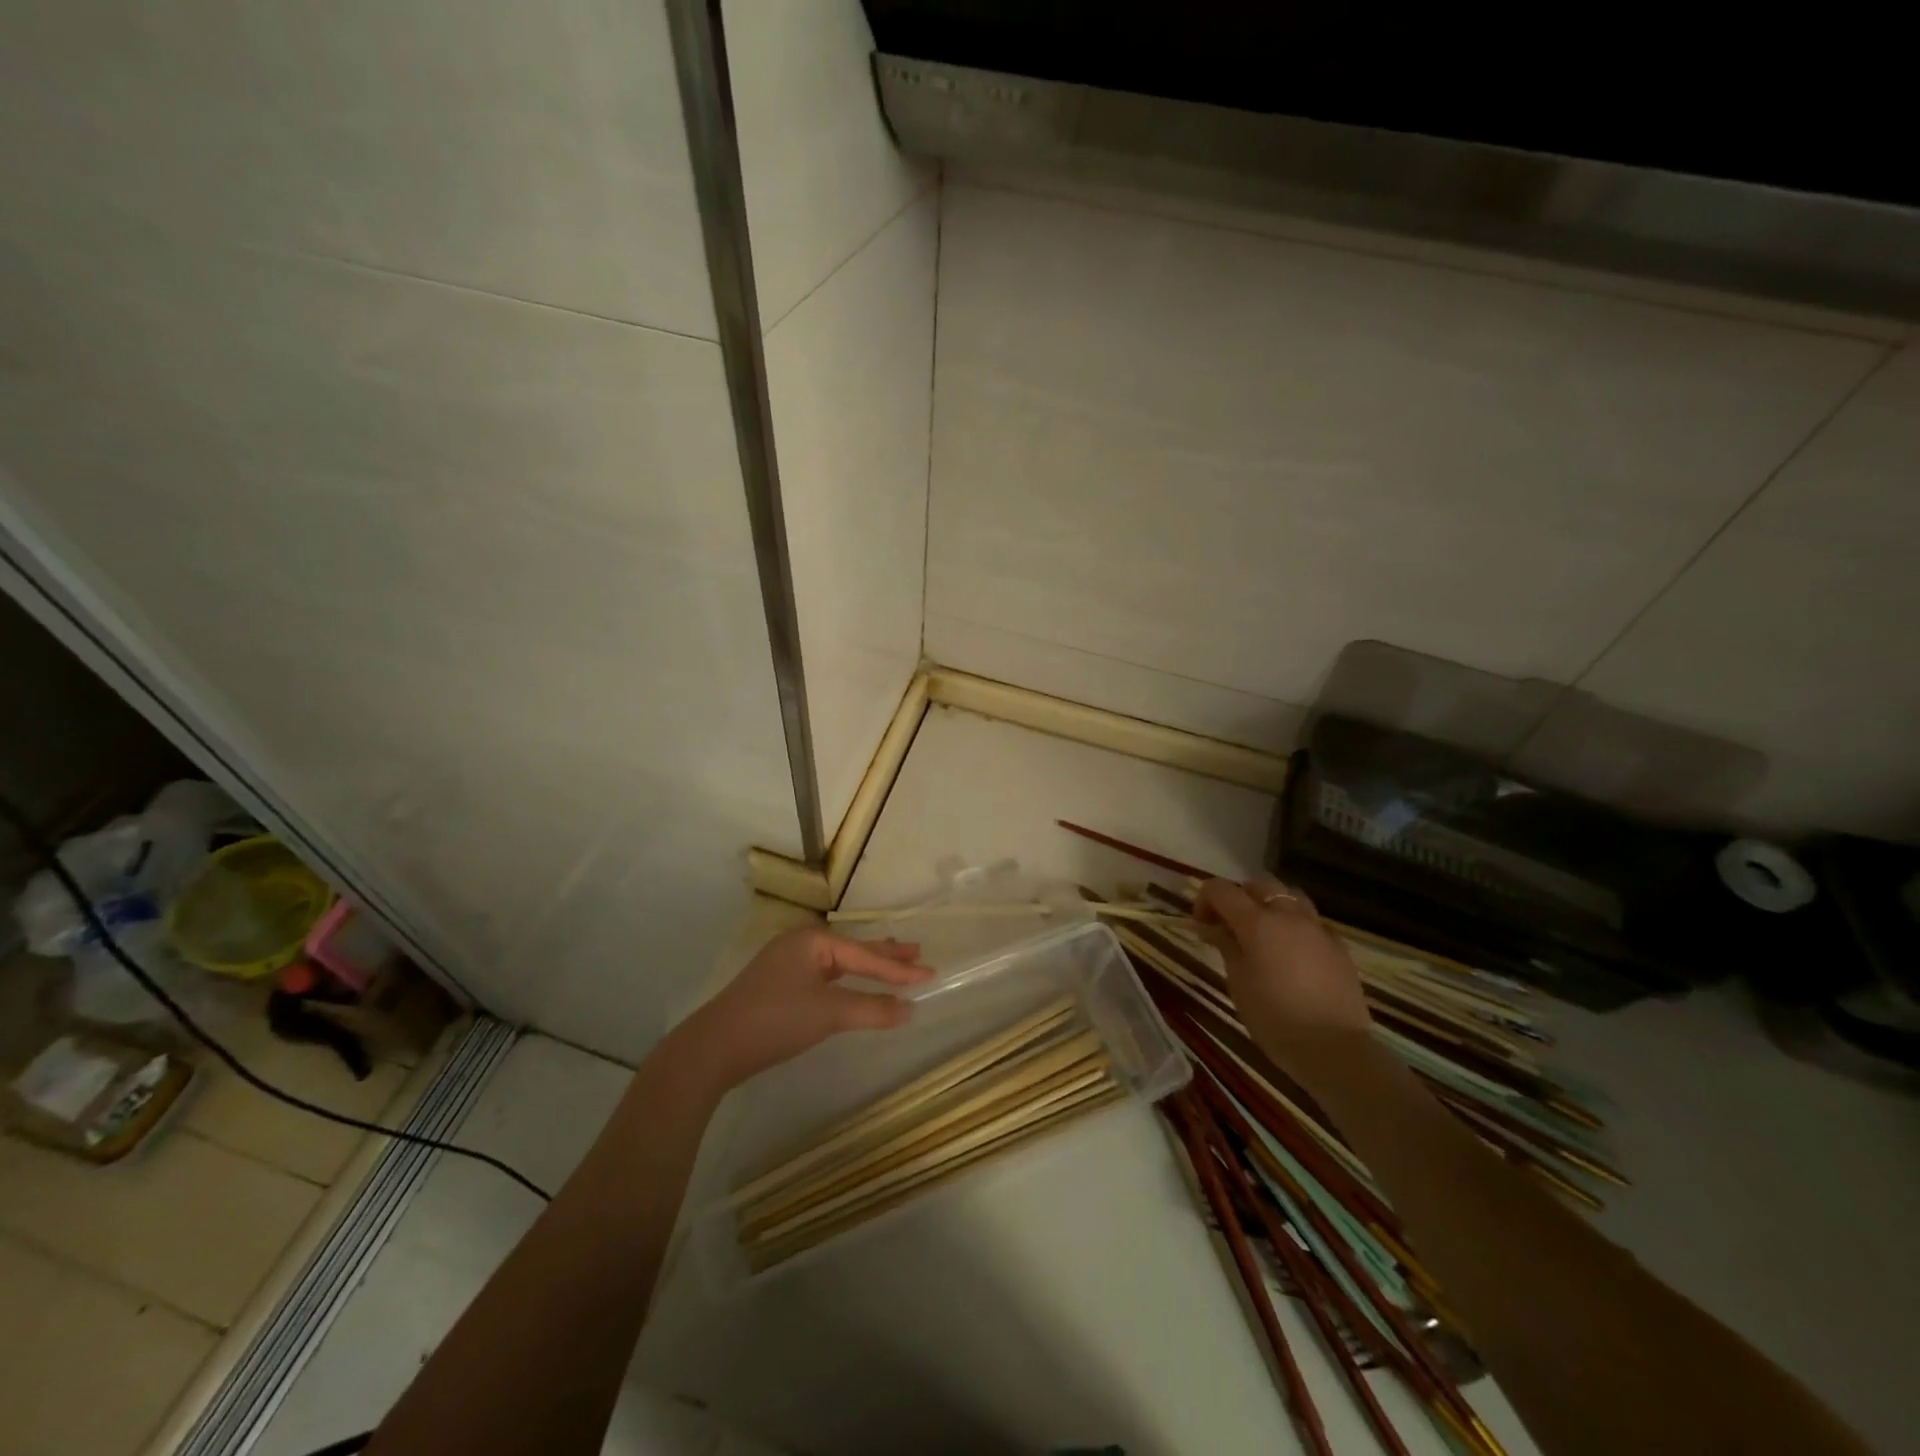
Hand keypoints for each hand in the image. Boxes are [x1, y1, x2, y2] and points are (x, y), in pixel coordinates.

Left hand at [677, 927, 932, 1089]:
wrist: (714, 1047)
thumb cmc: (775, 1020)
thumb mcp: (829, 1013)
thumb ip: (872, 1009)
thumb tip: (910, 1009)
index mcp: (813, 940)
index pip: (865, 955)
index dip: (899, 968)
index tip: (930, 973)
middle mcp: (801, 943)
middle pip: (853, 949)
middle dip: (886, 954)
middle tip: (917, 952)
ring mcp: (787, 963)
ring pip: (838, 962)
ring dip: (867, 965)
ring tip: (893, 959)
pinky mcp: (778, 985)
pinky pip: (825, 975)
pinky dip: (846, 979)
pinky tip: (853, 982)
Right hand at [1195, 875, 1372, 1080]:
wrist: (1335, 1049)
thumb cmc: (1275, 1018)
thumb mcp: (1238, 982)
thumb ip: (1225, 946)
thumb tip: (1211, 926)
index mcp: (1257, 922)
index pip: (1221, 890)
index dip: (1204, 900)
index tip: (1201, 924)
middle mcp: (1288, 915)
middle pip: (1259, 884)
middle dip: (1239, 897)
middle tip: (1229, 925)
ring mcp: (1317, 928)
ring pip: (1289, 896)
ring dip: (1270, 905)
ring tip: (1263, 932)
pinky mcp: (1338, 946)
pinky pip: (1311, 921)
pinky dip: (1295, 925)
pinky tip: (1291, 953)